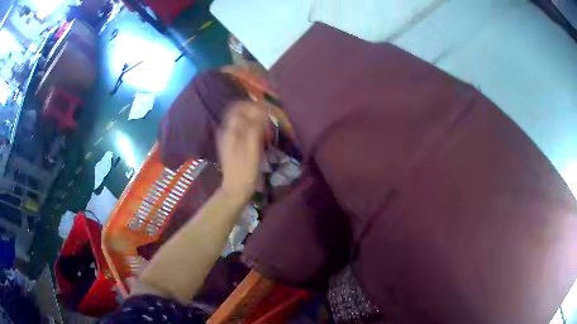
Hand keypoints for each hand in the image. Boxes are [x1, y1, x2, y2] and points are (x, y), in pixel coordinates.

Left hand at [218, 101, 266, 200]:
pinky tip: (260, 134)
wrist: (235, 190)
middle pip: (239, 111)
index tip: (268, 109)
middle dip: (254, 110)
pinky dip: (252, 126)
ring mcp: (228, 137)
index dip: (254, 105)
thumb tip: (262, 111)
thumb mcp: (252, 151)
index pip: (239, 107)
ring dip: (253, 118)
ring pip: (240, 118)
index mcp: (229, 132)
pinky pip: (241, 127)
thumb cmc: (245, 173)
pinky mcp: (232, 143)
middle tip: (268, 117)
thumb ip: (255, 129)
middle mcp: (226, 131)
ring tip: (266, 126)